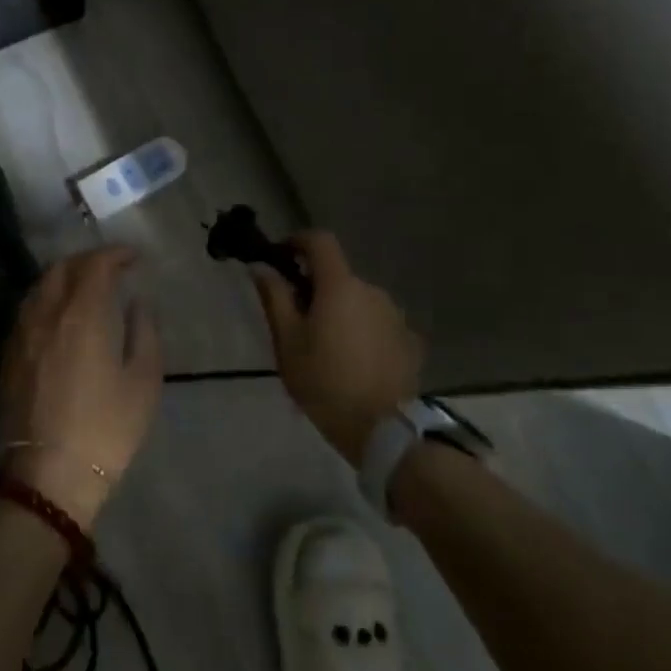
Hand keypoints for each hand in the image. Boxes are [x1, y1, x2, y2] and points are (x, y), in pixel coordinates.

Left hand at [0, 246, 162, 528]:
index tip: (134, 257)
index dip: (115, 254)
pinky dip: (46, 300)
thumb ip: (144, 334)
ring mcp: (20, 334)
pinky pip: (27, 311)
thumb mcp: (143, 383)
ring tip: (85, 288)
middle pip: (61, 268)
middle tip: (111, 268)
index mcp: (81, 314)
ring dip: (63, 277)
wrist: (45, 476)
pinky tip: (60, 317)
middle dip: (87, 260)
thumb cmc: (104, 430)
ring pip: (39, 288)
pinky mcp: (7, 356)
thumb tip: (138, 304)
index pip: (95, 265)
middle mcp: (45, 314)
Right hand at [252, 230, 422, 464]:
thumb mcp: (287, 342)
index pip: (320, 241)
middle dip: (316, 288)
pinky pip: (377, 323)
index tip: (282, 257)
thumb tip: (262, 268)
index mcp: (340, 286)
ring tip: (326, 347)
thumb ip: (275, 298)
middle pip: (338, 276)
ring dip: (341, 311)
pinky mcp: (408, 340)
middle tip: (297, 320)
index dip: (298, 241)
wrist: (382, 428)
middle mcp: (372, 290)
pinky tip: (353, 361)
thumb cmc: (325, 382)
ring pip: (358, 300)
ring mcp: (394, 315)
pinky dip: (362, 331)